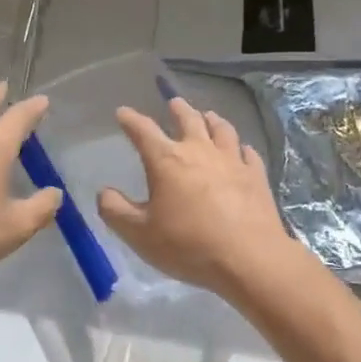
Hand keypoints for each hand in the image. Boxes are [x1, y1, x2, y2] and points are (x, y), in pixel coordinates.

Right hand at [96, 95, 304, 301]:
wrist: (249, 258)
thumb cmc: (189, 245)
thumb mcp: (139, 234)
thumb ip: (115, 211)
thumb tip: (104, 192)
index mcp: (166, 160)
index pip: (143, 130)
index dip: (130, 119)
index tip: (123, 113)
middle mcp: (199, 151)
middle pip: (188, 119)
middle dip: (178, 109)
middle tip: (173, 103)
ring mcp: (232, 160)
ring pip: (221, 129)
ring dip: (212, 120)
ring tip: (208, 116)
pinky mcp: (256, 175)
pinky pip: (248, 153)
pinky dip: (241, 148)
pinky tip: (242, 150)